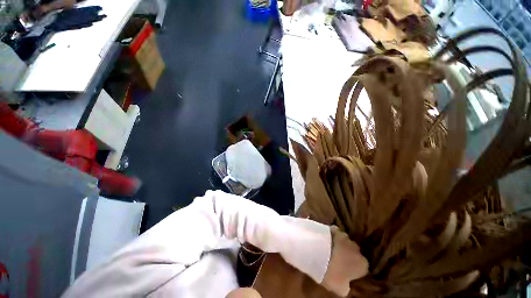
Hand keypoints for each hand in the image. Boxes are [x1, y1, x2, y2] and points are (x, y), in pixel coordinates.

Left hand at [321, 227, 368, 296]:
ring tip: (329, 250)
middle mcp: (357, 248)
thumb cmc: (331, 272)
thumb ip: (346, 287)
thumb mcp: (340, 288)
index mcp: (362, 264)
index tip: (345, 273)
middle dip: (347, 256)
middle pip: (354, 253)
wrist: (318, 250)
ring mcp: (345, 235)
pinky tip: (324, 240)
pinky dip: (331, 236)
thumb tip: (347, 285)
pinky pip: (334, 233)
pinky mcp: (333, 228)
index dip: (354, 270)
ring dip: (339, 245)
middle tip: (336, 261)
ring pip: (344, 241)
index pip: (362, 268)